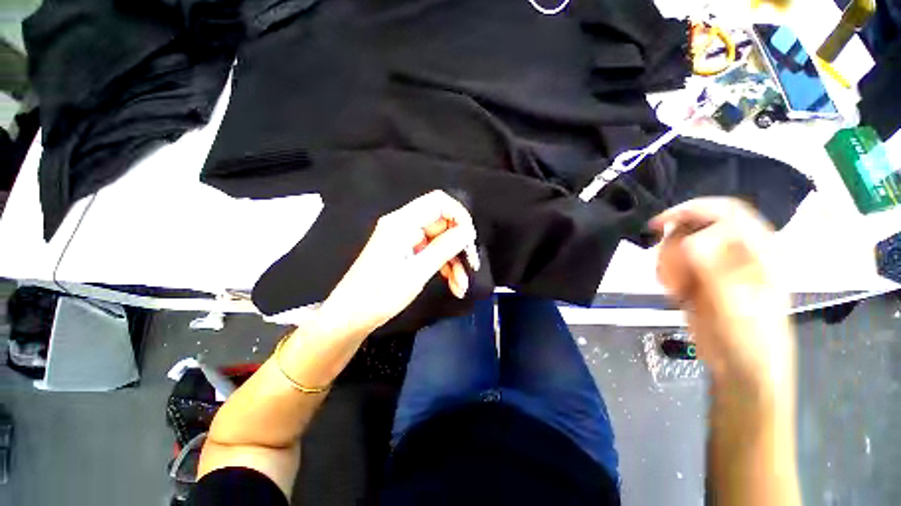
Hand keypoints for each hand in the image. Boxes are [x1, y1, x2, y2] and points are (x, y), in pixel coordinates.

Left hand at [317, 190, 477, 337]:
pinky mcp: (406, 253)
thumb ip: (445, 247)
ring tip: (461, 286)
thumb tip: (468, 231)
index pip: (439, 202)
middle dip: (459, 245)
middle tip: (471, 267)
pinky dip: (444, 266)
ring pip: (440, 241)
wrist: (350, 317)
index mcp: (402, 223)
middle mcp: (404, 225)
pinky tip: (453, 285)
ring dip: (454, 260)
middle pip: (442, 223)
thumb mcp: (417, 272)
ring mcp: (405, 240)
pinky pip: (431, 252)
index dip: (459, 216)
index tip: (470, 240)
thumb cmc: (379, 295)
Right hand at [650, 198, 794, 391]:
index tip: (659, 225)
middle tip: (667, 268)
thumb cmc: (750, 339)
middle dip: (674, 242)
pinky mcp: (700, 279)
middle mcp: (738, 253)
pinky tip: (673, 292)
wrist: (741, 368)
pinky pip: (675, 263)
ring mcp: (717, 266)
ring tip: (673, 286)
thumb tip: (690, 242)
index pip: (726, 212)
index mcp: (759, 251)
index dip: (692, 210)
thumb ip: (718, 272)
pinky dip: (666, 272)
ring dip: (668, 260)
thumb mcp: (738, 306)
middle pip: (698, 226)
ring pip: (682, 244)